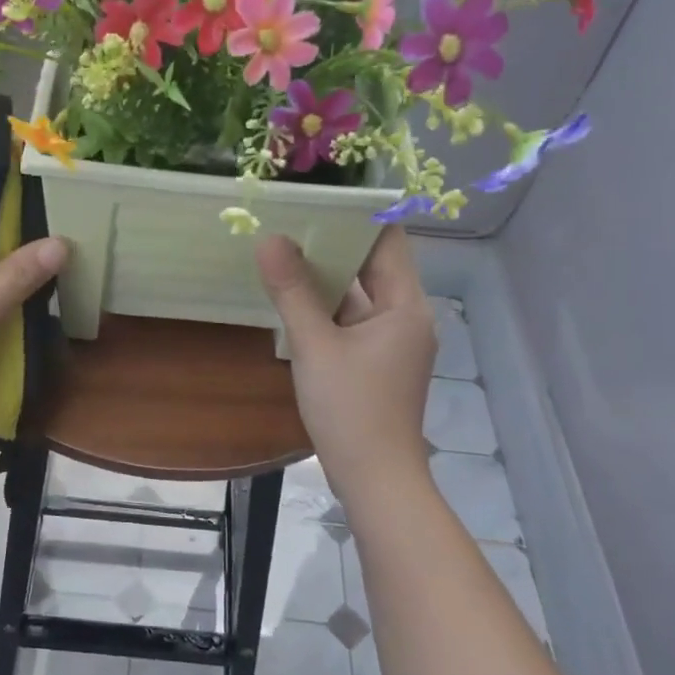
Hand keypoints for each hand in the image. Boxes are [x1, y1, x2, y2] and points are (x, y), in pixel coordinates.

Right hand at [257, 228, 435, 497]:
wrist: (375, 479)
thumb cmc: (351, 409)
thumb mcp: (314, 346)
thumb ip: (292, 291)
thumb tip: (269, 238)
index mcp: (405, 305)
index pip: (388, 240)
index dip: (356, 215)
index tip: (317, 195)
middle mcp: (406, 316)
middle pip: (371, 265)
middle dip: (332, 242)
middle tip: (288, 217)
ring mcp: (392, 341)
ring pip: (358, 294)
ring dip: (326, 275)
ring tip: (284, 247)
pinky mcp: (377, 361)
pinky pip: (352, 319)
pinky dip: (327, 305)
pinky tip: (293, 296)